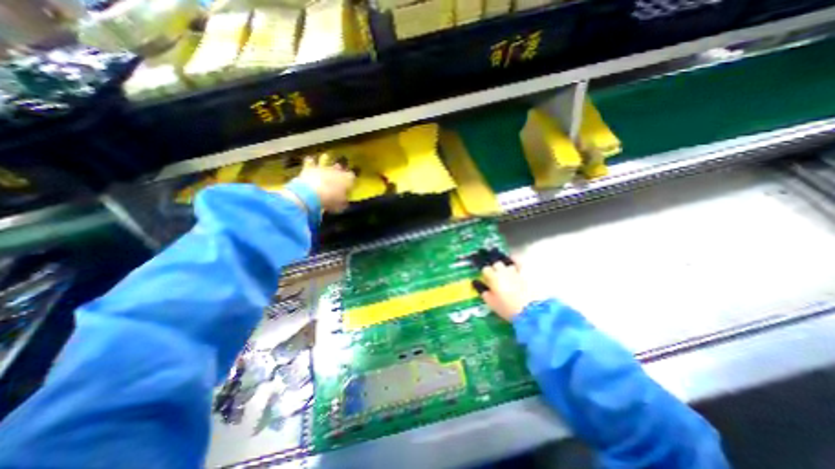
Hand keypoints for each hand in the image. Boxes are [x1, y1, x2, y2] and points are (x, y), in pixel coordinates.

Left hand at [294, 154, 352, 211]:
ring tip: (327, 161)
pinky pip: (310, 161)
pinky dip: (310, 161)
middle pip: (340, 168)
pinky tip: (310, 160)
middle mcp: (336, 171)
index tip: (349, 185)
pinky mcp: (310, 168)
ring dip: (327, 162)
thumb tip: (344, 200)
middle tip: (338, 177)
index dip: (351, 180)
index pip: (352, 176)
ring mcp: (323, 168)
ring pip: (327, 161)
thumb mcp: (341, 205)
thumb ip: (344, 201)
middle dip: (340, 171)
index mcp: (347, 179)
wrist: (311, 194)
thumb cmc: (330, 200)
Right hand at [480, 261, 530, 322]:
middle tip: (496, 277)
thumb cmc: (507, 308)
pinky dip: (516, 263)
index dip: (486, 274)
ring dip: (506, 268)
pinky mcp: (526, 274)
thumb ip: (483, 292)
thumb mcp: (491, 303)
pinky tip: (516, 265)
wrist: (529, 311)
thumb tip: (478, 284)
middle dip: (495, 269)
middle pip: (497, 264)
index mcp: (493, 277)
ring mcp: (515, 271)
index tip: (487, 279)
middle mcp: (503, 271)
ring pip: (508, 264)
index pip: (486, 269)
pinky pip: (519, 264)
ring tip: (507, 274)